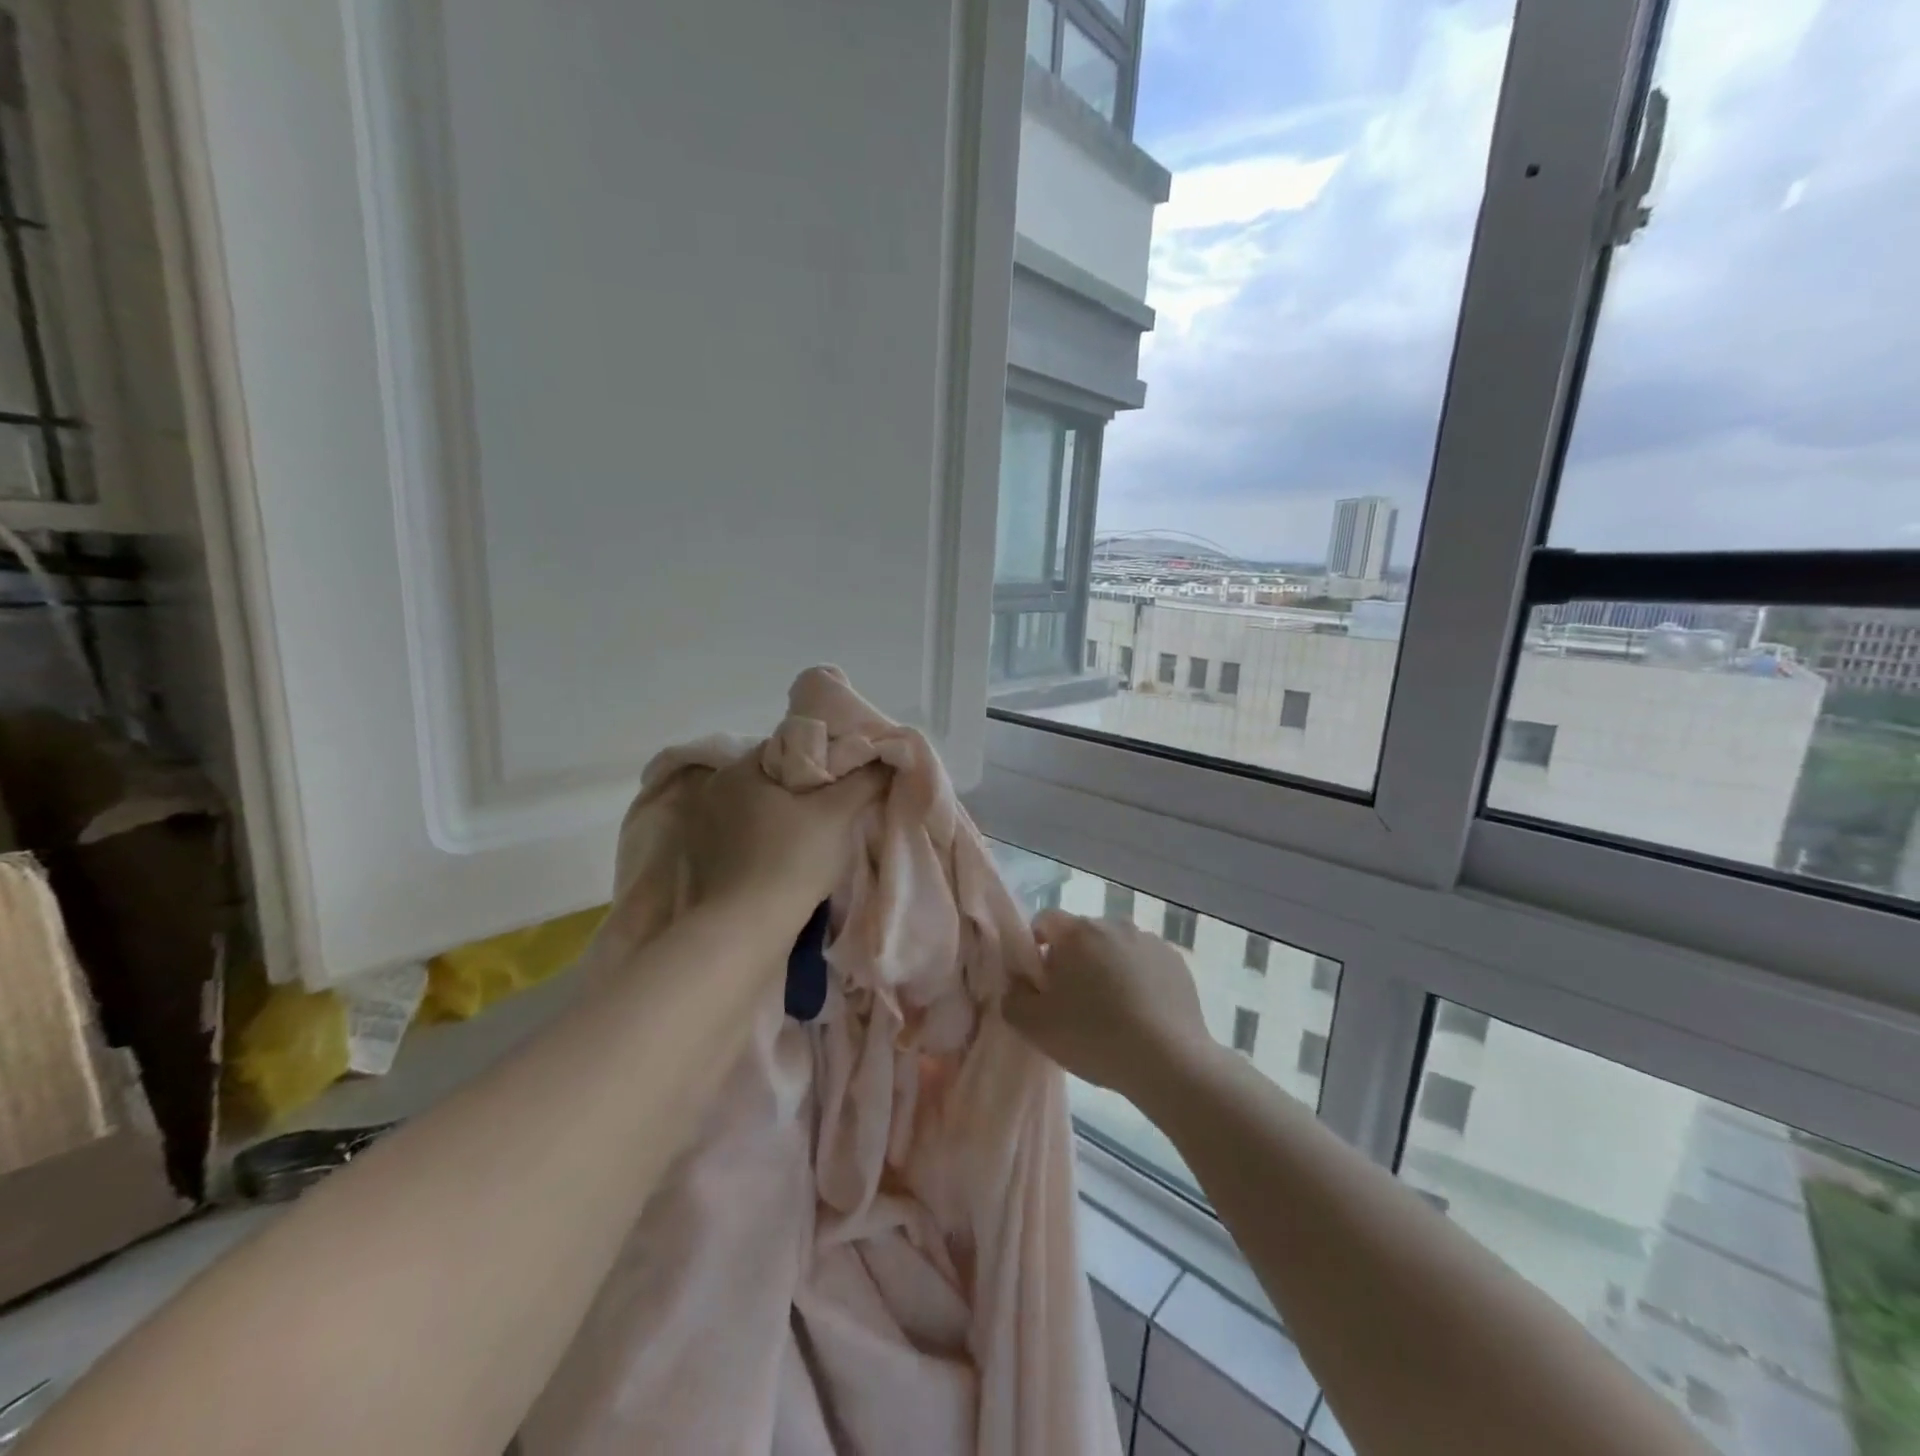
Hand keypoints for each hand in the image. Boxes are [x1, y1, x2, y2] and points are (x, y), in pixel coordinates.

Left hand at [683, 758, 884, 921]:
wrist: (747, 930)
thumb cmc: (791, 860)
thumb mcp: (837, 813)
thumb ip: (863, 779)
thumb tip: (886, 757)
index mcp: (739, 769)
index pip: (791, 746)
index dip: (826, 757)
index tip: (851, 775)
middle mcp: (716, 791)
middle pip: (776, 777)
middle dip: (809, 787)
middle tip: (842, 803)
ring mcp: (707, 828)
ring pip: (764, 808)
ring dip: (791, 815)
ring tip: (823, 831)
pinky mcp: (709, 860)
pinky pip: (751, 836)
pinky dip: (773, 839)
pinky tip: (794, 855)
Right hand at [1004, 910, 1214, 1102]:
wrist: (1169, 1061)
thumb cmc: (1094, 1037)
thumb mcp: (1035, 1026)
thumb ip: (1013, 997)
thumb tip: (1019, 983)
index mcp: (1077, 932)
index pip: (1045, 920)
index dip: (1037, 945)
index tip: (1041, 980)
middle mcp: (1113, 924)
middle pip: (1082, 934)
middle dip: (1074, 959)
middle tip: (1074, 1001)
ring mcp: (1149, 940)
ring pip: (1116, 948)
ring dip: (1108, 968)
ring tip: (1112, 1011)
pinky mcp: (1176, 961)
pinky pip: (1145, 963)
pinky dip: (1139, 979)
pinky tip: (1141, 1014)